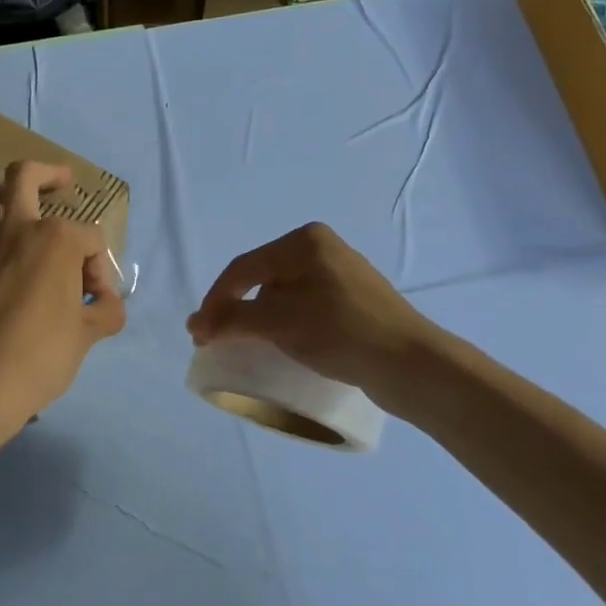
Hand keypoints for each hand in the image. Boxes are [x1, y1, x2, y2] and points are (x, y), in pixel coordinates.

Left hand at [0, 161, 125, 449]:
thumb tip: (107, 303)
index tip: (97, 302)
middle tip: (62, 178)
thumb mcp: (90, 333)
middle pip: (27, 180)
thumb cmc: (45, 351)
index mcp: (60, 239)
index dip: (100, 269)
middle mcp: (22, 230)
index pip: (91, 240)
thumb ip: (107, 311)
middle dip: (47, 173)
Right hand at [187, 223, 430, 394]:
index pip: (243, 268)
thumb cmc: (340, 332)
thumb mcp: (278, 322)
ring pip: (283, 293)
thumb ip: (232, 318)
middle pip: (262, 278)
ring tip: (248, 344)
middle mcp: (322, 248)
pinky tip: (284, 342)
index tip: (199, 337)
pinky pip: (305, 306)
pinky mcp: (354, 300)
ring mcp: (341, 274)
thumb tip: (194, 325)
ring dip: (260, 318)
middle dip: (236, 308)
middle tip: (218, 339)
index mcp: (304, 241)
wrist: (411, 364)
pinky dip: (286, 323)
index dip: (215, 301)